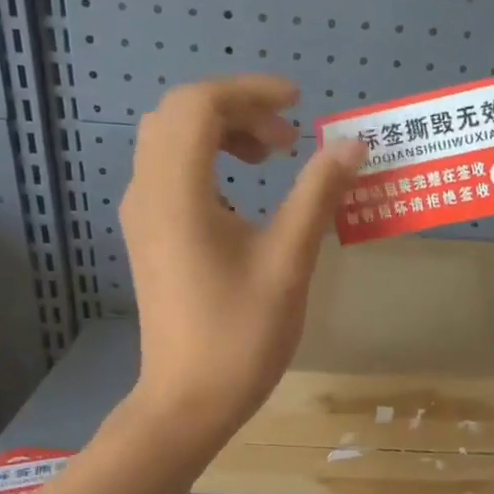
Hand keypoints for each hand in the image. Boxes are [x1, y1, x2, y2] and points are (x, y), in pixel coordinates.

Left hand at [120, 76, 365, 442]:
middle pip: (179, 115)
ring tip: (271, 159)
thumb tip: (352, 145)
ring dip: (220, 133)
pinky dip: (206, 161)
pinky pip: (168, 172)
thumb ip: (318, 195)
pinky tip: (244, 199)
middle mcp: (148, 192)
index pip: (200, 105)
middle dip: (237, 109)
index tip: (300, 104)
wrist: (188, 402)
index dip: (251, 91)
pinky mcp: (148, 237)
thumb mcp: (289, 262)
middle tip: (288, 138)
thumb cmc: (241, 335)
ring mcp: (142, 216)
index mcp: (178, 192)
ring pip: (169, 141)